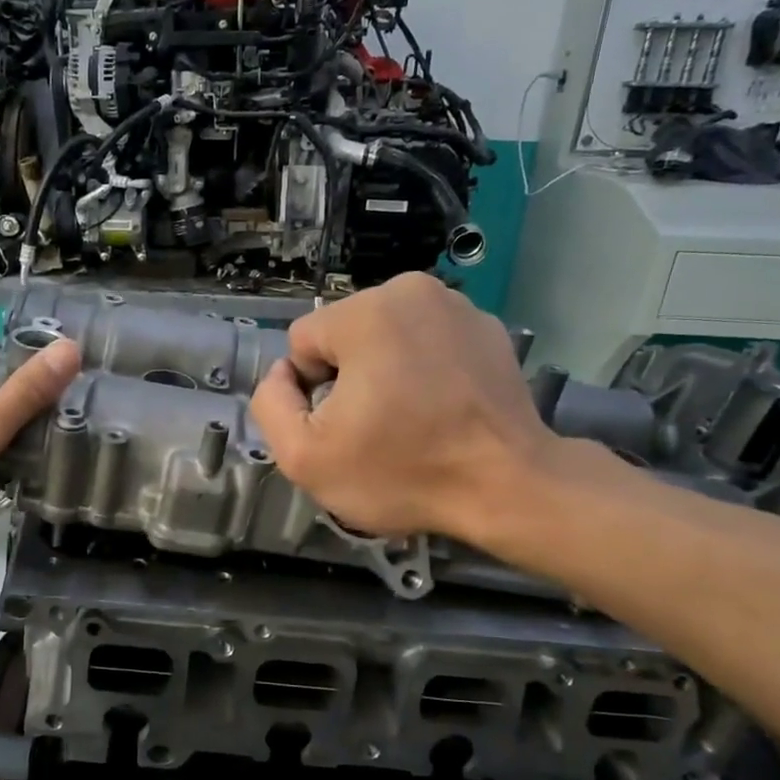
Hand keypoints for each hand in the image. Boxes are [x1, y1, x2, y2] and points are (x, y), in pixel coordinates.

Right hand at [249, 273, 563, 548]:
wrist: (508, 488)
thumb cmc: (402, 472)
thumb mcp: (305, 457)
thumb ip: (271, 405)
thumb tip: (282, 376)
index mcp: (366, 311)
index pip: (303, 342)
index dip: (309, 391)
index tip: (342, 426)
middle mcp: (412, 291)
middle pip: (345, 335)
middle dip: (349, 376)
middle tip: (376, 428)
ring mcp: (459, 306)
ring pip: (387, 337)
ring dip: (386, 371)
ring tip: (412, 420)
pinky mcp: (489, 329)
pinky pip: (430, 343)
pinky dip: (427, 370)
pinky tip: (443, 410)